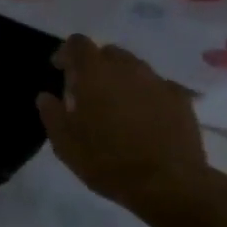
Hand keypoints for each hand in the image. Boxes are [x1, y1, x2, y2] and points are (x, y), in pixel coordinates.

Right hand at [37, 36, 209, 215]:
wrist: (168, 183)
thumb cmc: (109, 163)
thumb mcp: (66, 146)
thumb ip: (52, 115)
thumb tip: (46, 96)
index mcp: (94, 73)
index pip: (77, 43)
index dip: (66, 53)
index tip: (60, 71)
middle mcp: (127, 67)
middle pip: (108, 52)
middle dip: (96, 66)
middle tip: (89, 93)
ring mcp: (156, 80)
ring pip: (134, 67)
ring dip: (122, 80)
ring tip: (119, 108)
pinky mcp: (180, 97)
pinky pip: (157, 86)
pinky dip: (147, 95)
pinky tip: (146, 118)